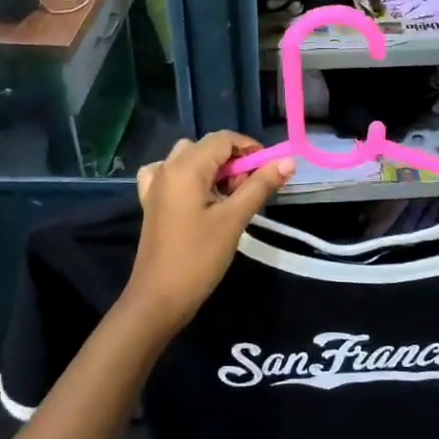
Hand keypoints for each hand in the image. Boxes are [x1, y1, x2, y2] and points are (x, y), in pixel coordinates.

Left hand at [121, 133, 293, 335]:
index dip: (250, 149)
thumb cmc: (198, 258)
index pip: (223, 139)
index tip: (269, 171)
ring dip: (213, 170)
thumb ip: (260, 186)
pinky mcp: (150, 201)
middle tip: (247, 192)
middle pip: (207, 147)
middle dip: (233, 162)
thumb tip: (288, 161)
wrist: (158, 298)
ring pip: (190, 159)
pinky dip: (188, 177)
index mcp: (185, 167)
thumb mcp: (234, 219)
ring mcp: (154, 184)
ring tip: (227, 198)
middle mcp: (166, 167)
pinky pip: (170, 174)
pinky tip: (196, 196)